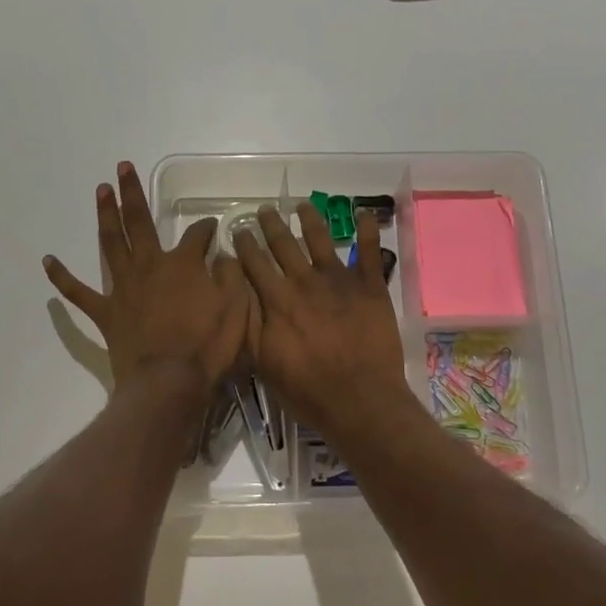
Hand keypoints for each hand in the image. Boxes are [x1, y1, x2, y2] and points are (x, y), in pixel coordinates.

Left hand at [44, 162, 251, 397]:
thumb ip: (232, 277)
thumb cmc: (208, 347)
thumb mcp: (236, 308)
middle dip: (132, 193)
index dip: (207, 228)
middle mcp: (150, 265)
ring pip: (111, 243)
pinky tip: (48, 261)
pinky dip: (62, 277)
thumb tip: (225, 256)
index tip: (212, 228)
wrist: (169, 383)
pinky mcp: (106, 312)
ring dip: (105, 215)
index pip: (198, 235)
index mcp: (184, 264)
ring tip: (100, 191)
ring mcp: (124, 287)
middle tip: (122, 167)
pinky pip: (79, 292)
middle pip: (140, 221)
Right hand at [232, 203, 409, 433]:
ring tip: (303, 205)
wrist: (360, 399)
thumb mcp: (263, 363)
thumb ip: (249, 324)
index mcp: (277, 300)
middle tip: (264, 209)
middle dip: (271, 225)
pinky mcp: (370, 287)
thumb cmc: (307, 390)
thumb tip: (235, 291)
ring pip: (321, 239)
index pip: (255, 264)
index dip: (244, 245)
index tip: (238, 230)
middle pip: (284, 245)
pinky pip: (369, 251)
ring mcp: (340, 281)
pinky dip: (368, 230)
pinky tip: (365, 213)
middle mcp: (305, 281)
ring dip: (310, 220)